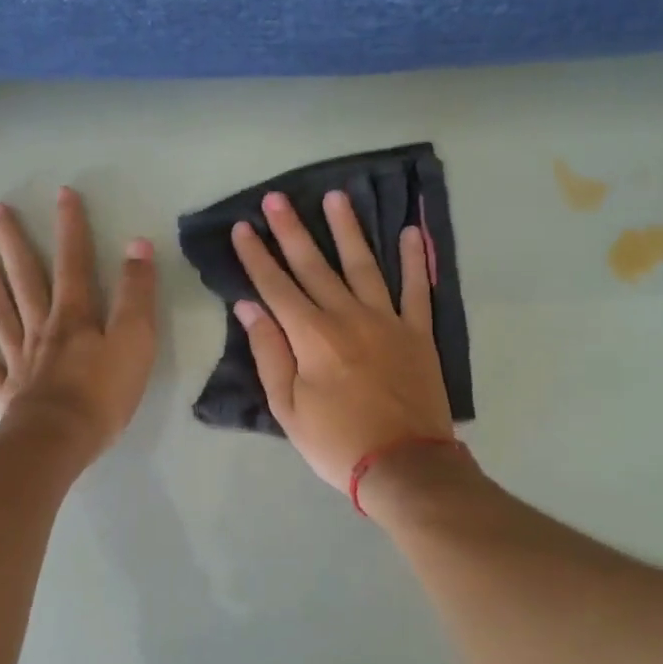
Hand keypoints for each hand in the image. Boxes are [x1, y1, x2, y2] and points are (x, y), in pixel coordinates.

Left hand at [0, 187, 157, 462]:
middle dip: (13, 241)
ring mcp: (19, 357)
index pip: (74, 263)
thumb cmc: (104, 393)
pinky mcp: (6, 387)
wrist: (61, 441)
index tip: (62, 194)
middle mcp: (42, 327)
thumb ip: (137, 293)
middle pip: (26, 277)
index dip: (71, 228)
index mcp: (75, 316)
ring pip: (0, 307)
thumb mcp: (136, 340)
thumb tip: (137, 244)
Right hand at [231, 189, 453, 492]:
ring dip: (348, 229)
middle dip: (291, 230)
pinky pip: (417, 289)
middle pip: (315, 266)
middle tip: (276, 198)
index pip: (276, 286)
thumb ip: (269, 353)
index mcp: (312, 336)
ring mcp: (388, 320)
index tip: (244, 227)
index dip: (257, 256)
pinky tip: (411, 233)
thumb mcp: (288, 408)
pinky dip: (416, 261)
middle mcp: (348, 316)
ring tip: (336, 197)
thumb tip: (249, 308)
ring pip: (364, 264)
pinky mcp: (418, 333)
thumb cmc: (336, 442)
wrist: (404, 466)